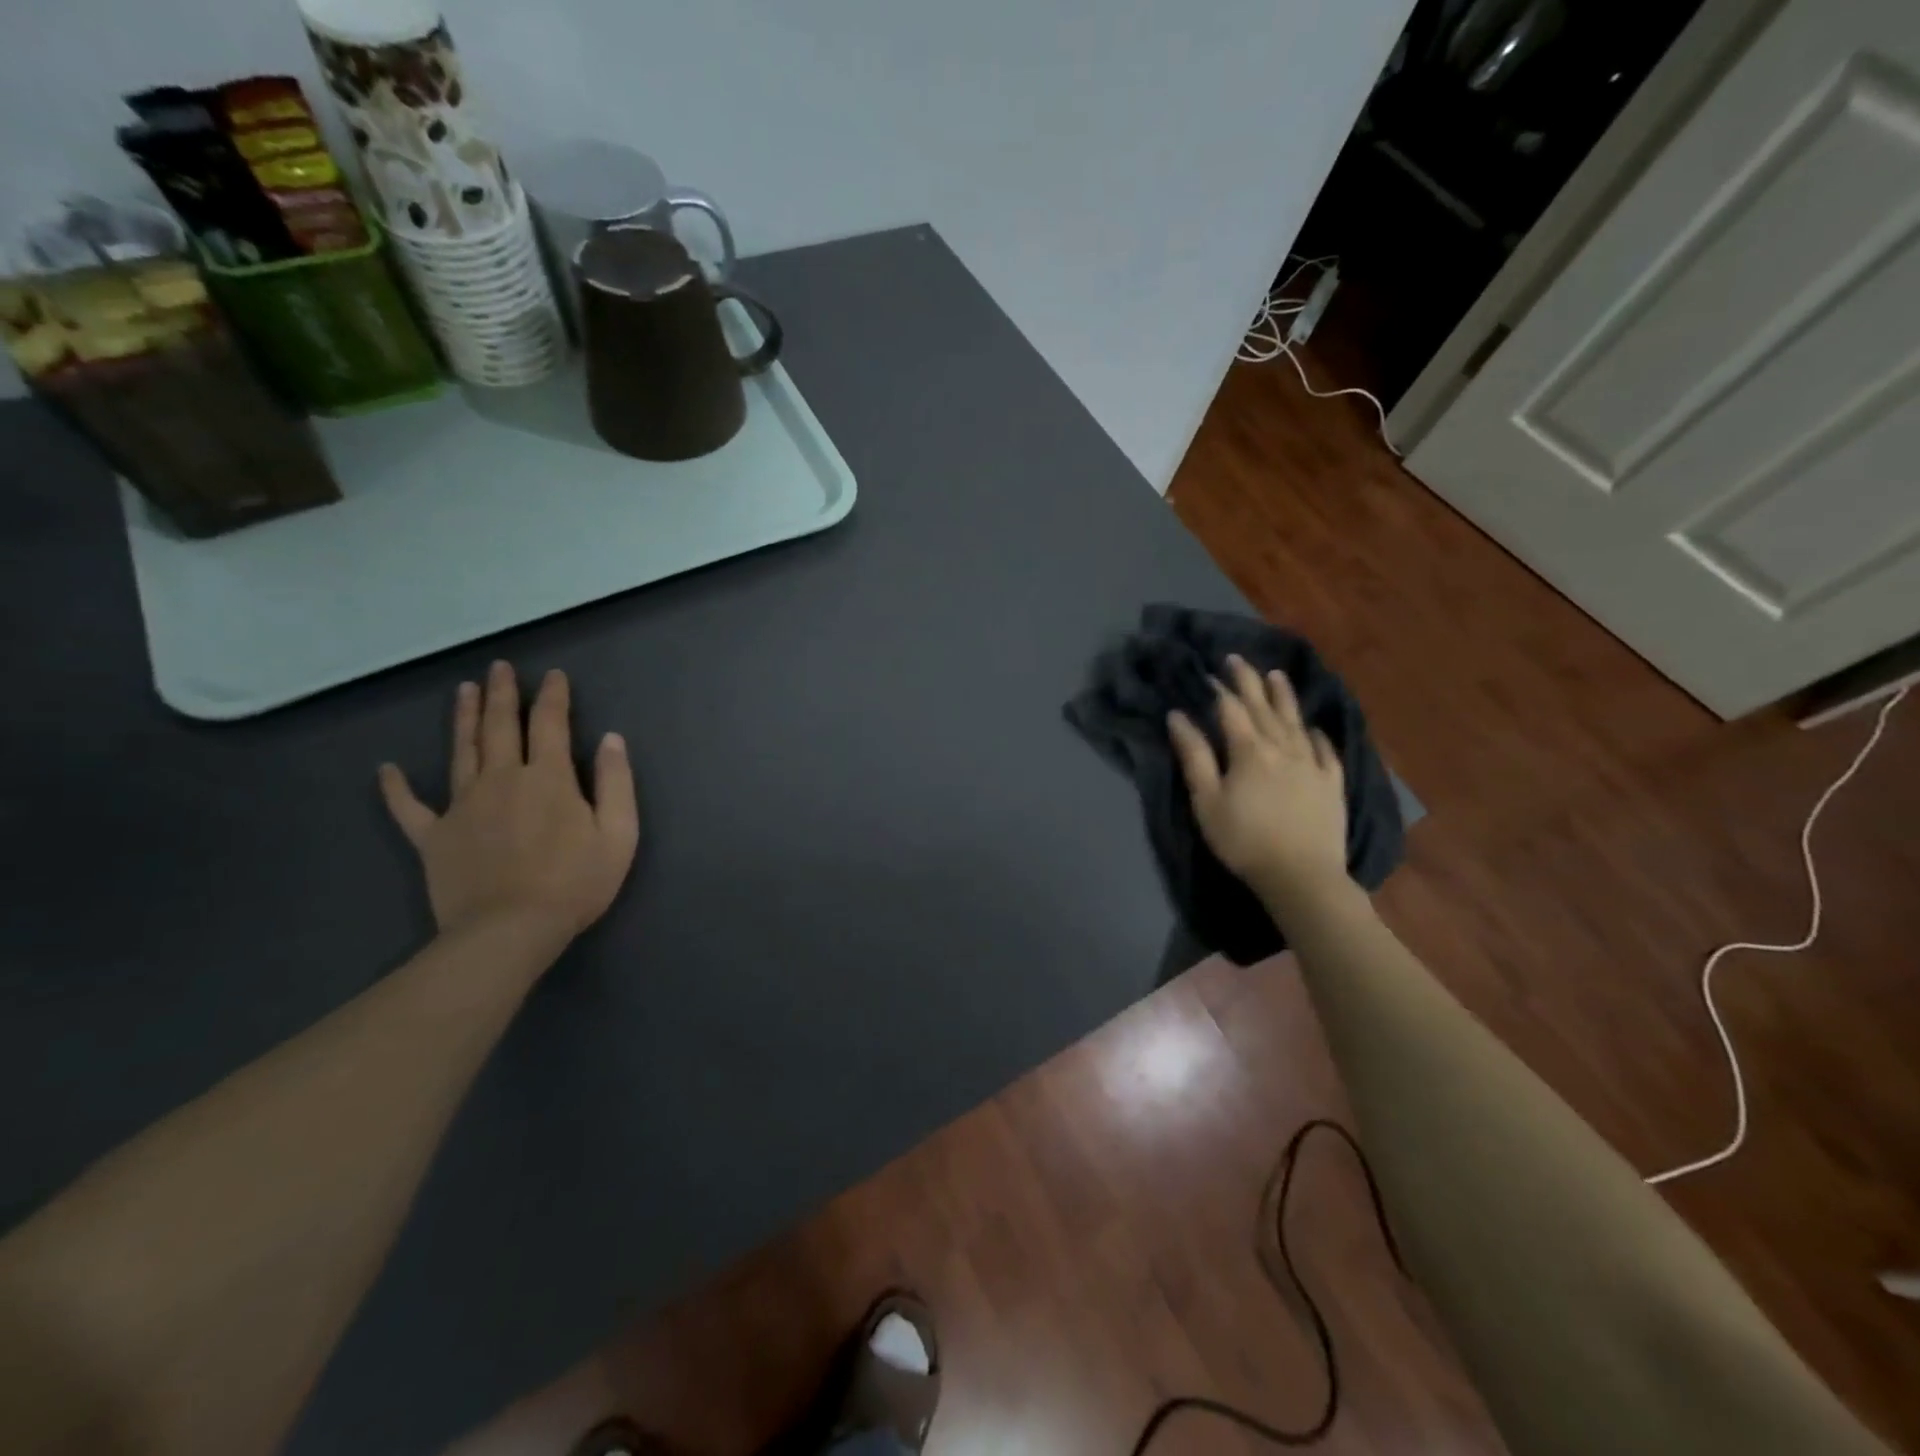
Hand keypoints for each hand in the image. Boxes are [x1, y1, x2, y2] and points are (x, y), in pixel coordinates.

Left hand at [378, 662, 639, 943]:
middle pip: (500, 727)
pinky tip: (386, 769)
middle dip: (502, 695)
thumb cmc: (575, 882)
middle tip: (499, 667)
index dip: (553, 696)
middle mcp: (502, 779)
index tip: (553, 675)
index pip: (551, 724)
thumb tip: (611, 740)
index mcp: (548, 778)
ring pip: (460, 751)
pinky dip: (396, 787)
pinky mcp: (433, 836)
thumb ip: (616, 782)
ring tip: (463, 690)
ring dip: (463, 718)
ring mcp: (462, 806)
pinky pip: (409, 807)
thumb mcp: (619, 833)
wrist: (510, 929)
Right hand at [1167, 654, 1348, 906]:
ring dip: (1284, 697)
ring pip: (1296, 722)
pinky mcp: (1332, 784)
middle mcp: (1283, 748)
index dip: (1220, 689)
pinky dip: (1317, 735)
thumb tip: (1178, 716)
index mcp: (1249, 751)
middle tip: (1238, 660)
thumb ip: (1194, 756)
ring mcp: (1312, 764)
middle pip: (1264, 708)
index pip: (1232, 710)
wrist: (1301, 876)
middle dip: (1249, 682)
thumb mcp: (1207, 801)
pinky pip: (1325, 750)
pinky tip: (1314, 728)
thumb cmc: (1244, 840)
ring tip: (1277, 675)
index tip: (1211, 670)